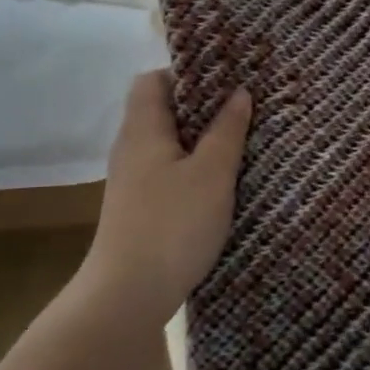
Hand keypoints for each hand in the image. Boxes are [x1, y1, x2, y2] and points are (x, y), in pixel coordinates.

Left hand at [82, 70, 251, 317]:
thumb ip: (227, 131)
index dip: (185, 73)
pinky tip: (220, 183)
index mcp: (143, 129)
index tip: (223, 80)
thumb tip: (239, 93)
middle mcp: (132, 149)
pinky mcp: (140, 209)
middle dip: (201, 107)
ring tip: (240, 141)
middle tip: (242, 108)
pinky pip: (168, 172)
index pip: (152, 80)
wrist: (127, 296)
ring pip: (168, 145)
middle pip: (162, 111)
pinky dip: (193, 168)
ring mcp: (133, 181)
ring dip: (200, 140)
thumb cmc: (173, 224)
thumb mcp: (212, 174)